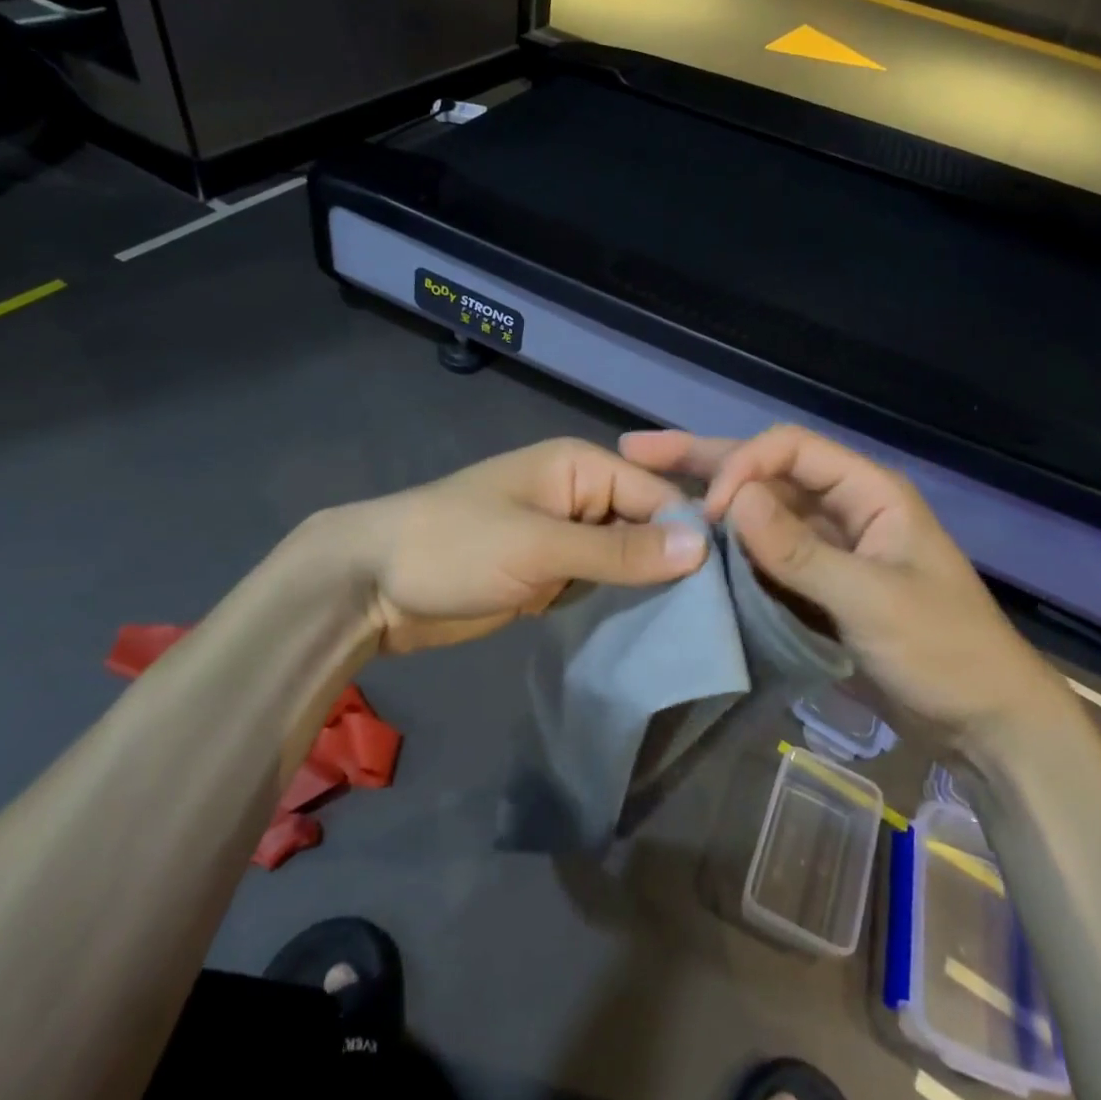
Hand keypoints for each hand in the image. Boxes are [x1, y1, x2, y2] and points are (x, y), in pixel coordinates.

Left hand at [335, 438, 708, 655]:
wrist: (374, 584)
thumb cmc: (456, 547)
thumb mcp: (540, 546)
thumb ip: (619, 551)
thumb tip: (702, 548)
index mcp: (582, 468)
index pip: (658, 495)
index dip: (690, 534)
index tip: (726, 585)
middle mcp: (581, 497)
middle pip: (646, 527)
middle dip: (673, 564)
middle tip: (717, 616)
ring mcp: (565, 538)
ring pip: (626, 559)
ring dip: (649, 588)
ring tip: (694, 628)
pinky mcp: (550, 575)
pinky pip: (599, 584)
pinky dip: (619, 603)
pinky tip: (651, 631)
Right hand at [620, 426, 1061, 737]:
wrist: (986, 722)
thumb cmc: (944, 651)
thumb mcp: (873, 599)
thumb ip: (801, 551)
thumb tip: (733, 500)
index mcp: (867, 491)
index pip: (790, 450)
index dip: (743, 467)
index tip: (708, 511)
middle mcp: (841, 507)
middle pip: (766, 470)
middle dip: (703, 459)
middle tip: (636, 450)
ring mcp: (827, 546)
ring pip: (759, 511)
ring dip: (709, 500)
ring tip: (646, 487)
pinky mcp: (816, 583)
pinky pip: (764, 554)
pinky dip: (728, 548)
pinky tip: (688, 545)